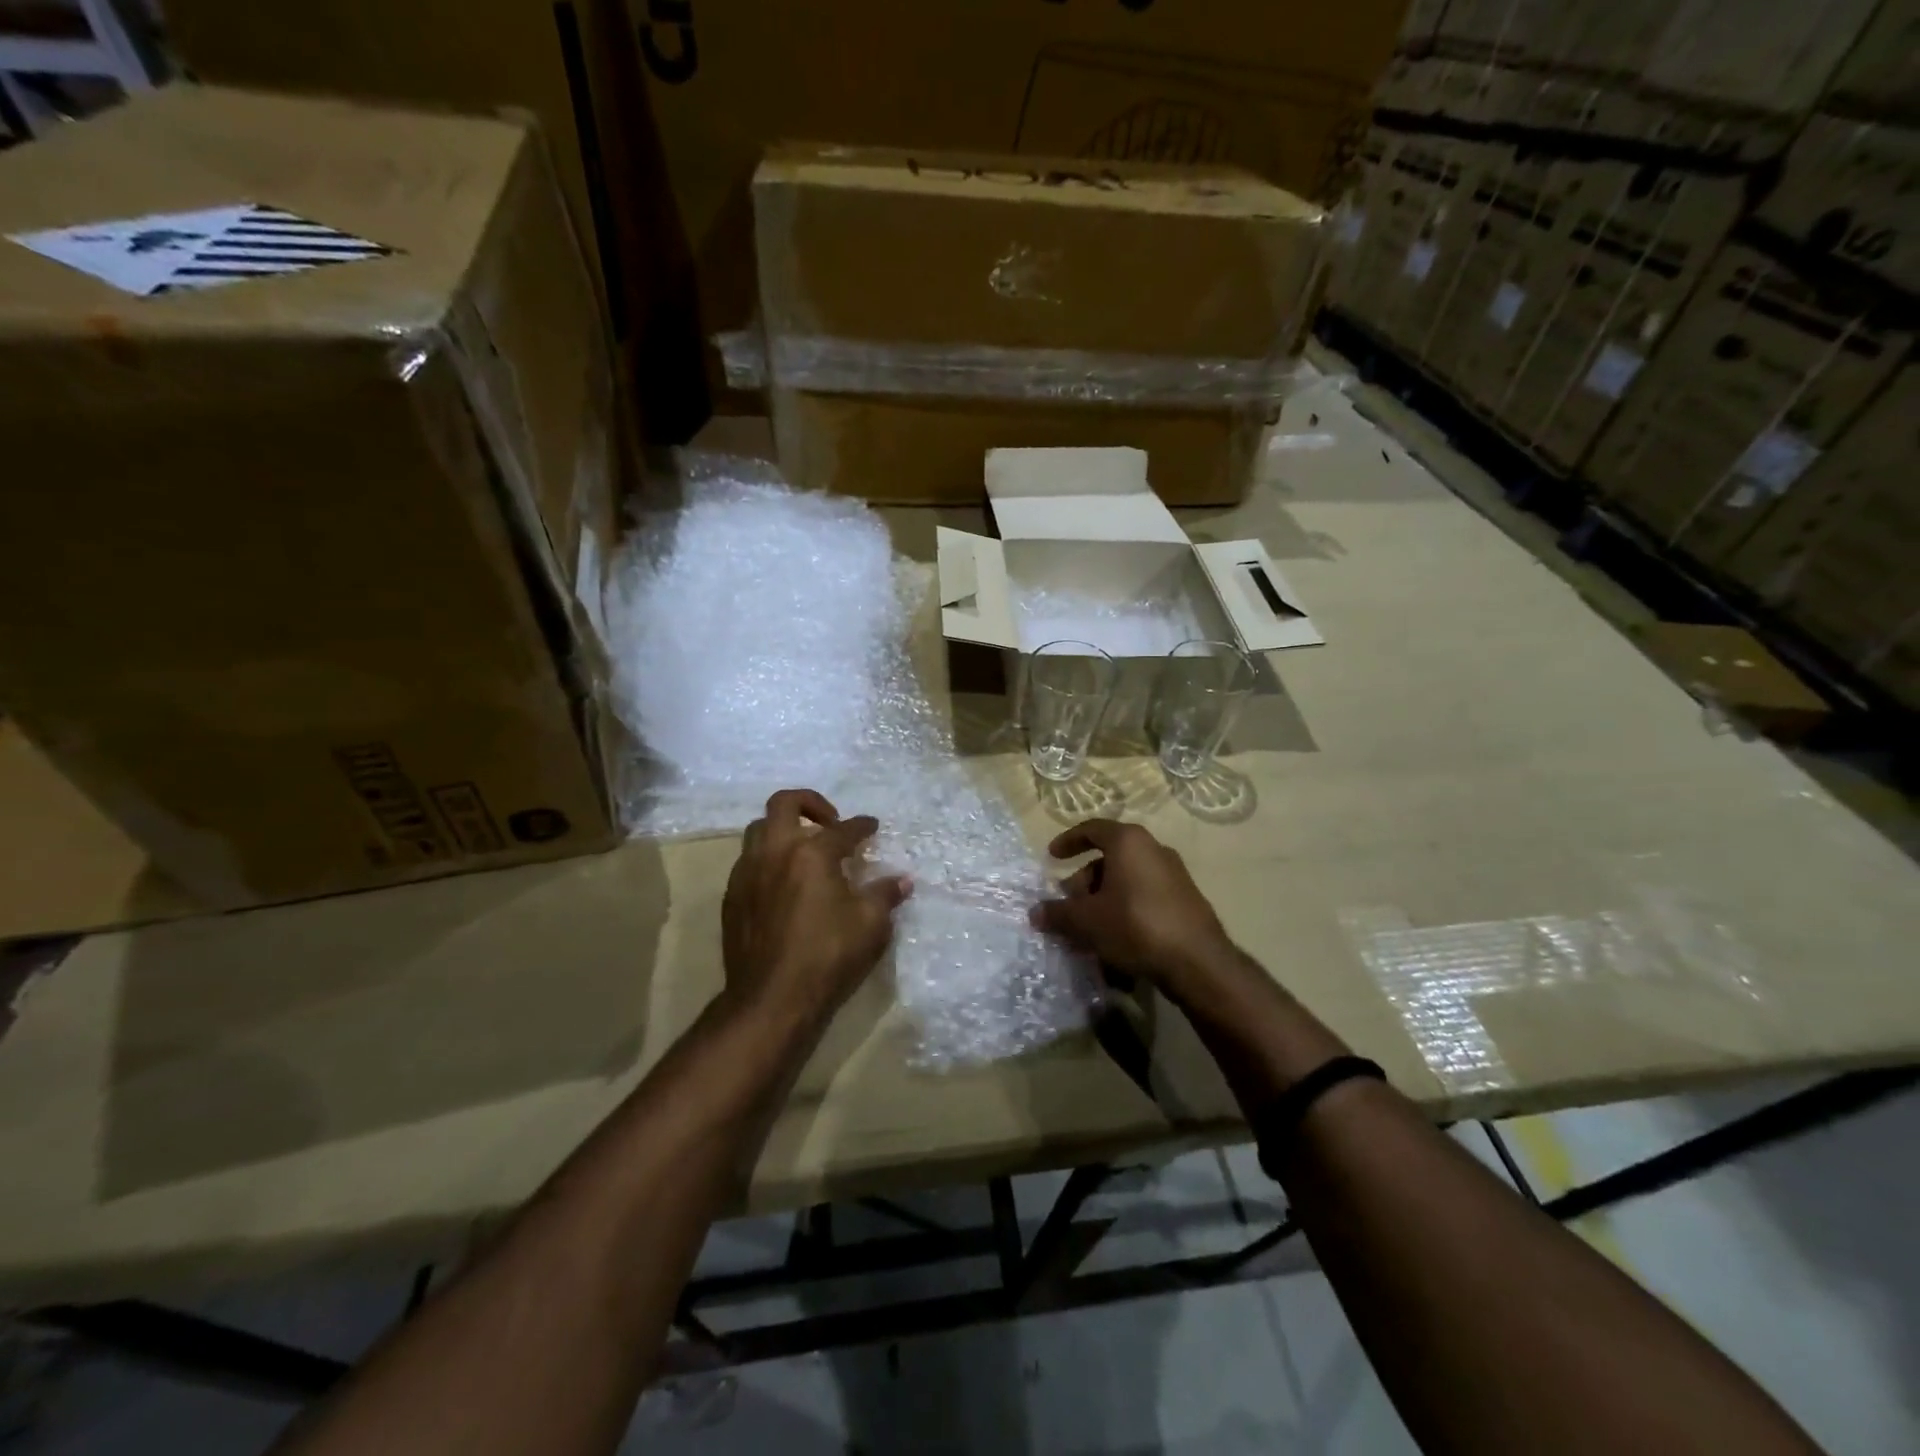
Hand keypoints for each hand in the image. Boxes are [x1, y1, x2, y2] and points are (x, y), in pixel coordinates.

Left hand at [722, 789, 910, 1025]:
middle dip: (810, 803)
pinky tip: (784, 883)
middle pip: (784, 803)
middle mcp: (775, 852)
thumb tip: (902, 880)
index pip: (844, 828)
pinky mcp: (732, 897)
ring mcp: (747, 873)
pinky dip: (768, 860)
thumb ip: (885, 895)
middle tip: (829, 822)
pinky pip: (748, 861)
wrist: (771, 999)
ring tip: (804, 850)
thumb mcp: (871, 925)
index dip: (863, 825)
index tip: (872, 827)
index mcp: (812, 853)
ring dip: (783, 830)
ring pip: (759, 830)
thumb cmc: (827, 956)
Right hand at [1031, 819, 1236, 993]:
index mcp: (1129, 841)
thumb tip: (1035, 912)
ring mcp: (1174, 874)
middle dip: (1084, 880)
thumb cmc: (1136, 926)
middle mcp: (1154, 849)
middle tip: (1069, 905)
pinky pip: (1145, 895)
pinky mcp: (1185, 899)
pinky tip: (1116, 938)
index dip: (1068, 841)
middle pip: (1109, 857)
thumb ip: (1058, 913)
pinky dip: (1125, 907)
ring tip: (1089, 927)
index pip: (1092, 829)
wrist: (1198, 962)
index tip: (1052, 857)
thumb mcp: (1087, 921)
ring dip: (1104, 897)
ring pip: (1127, 878)